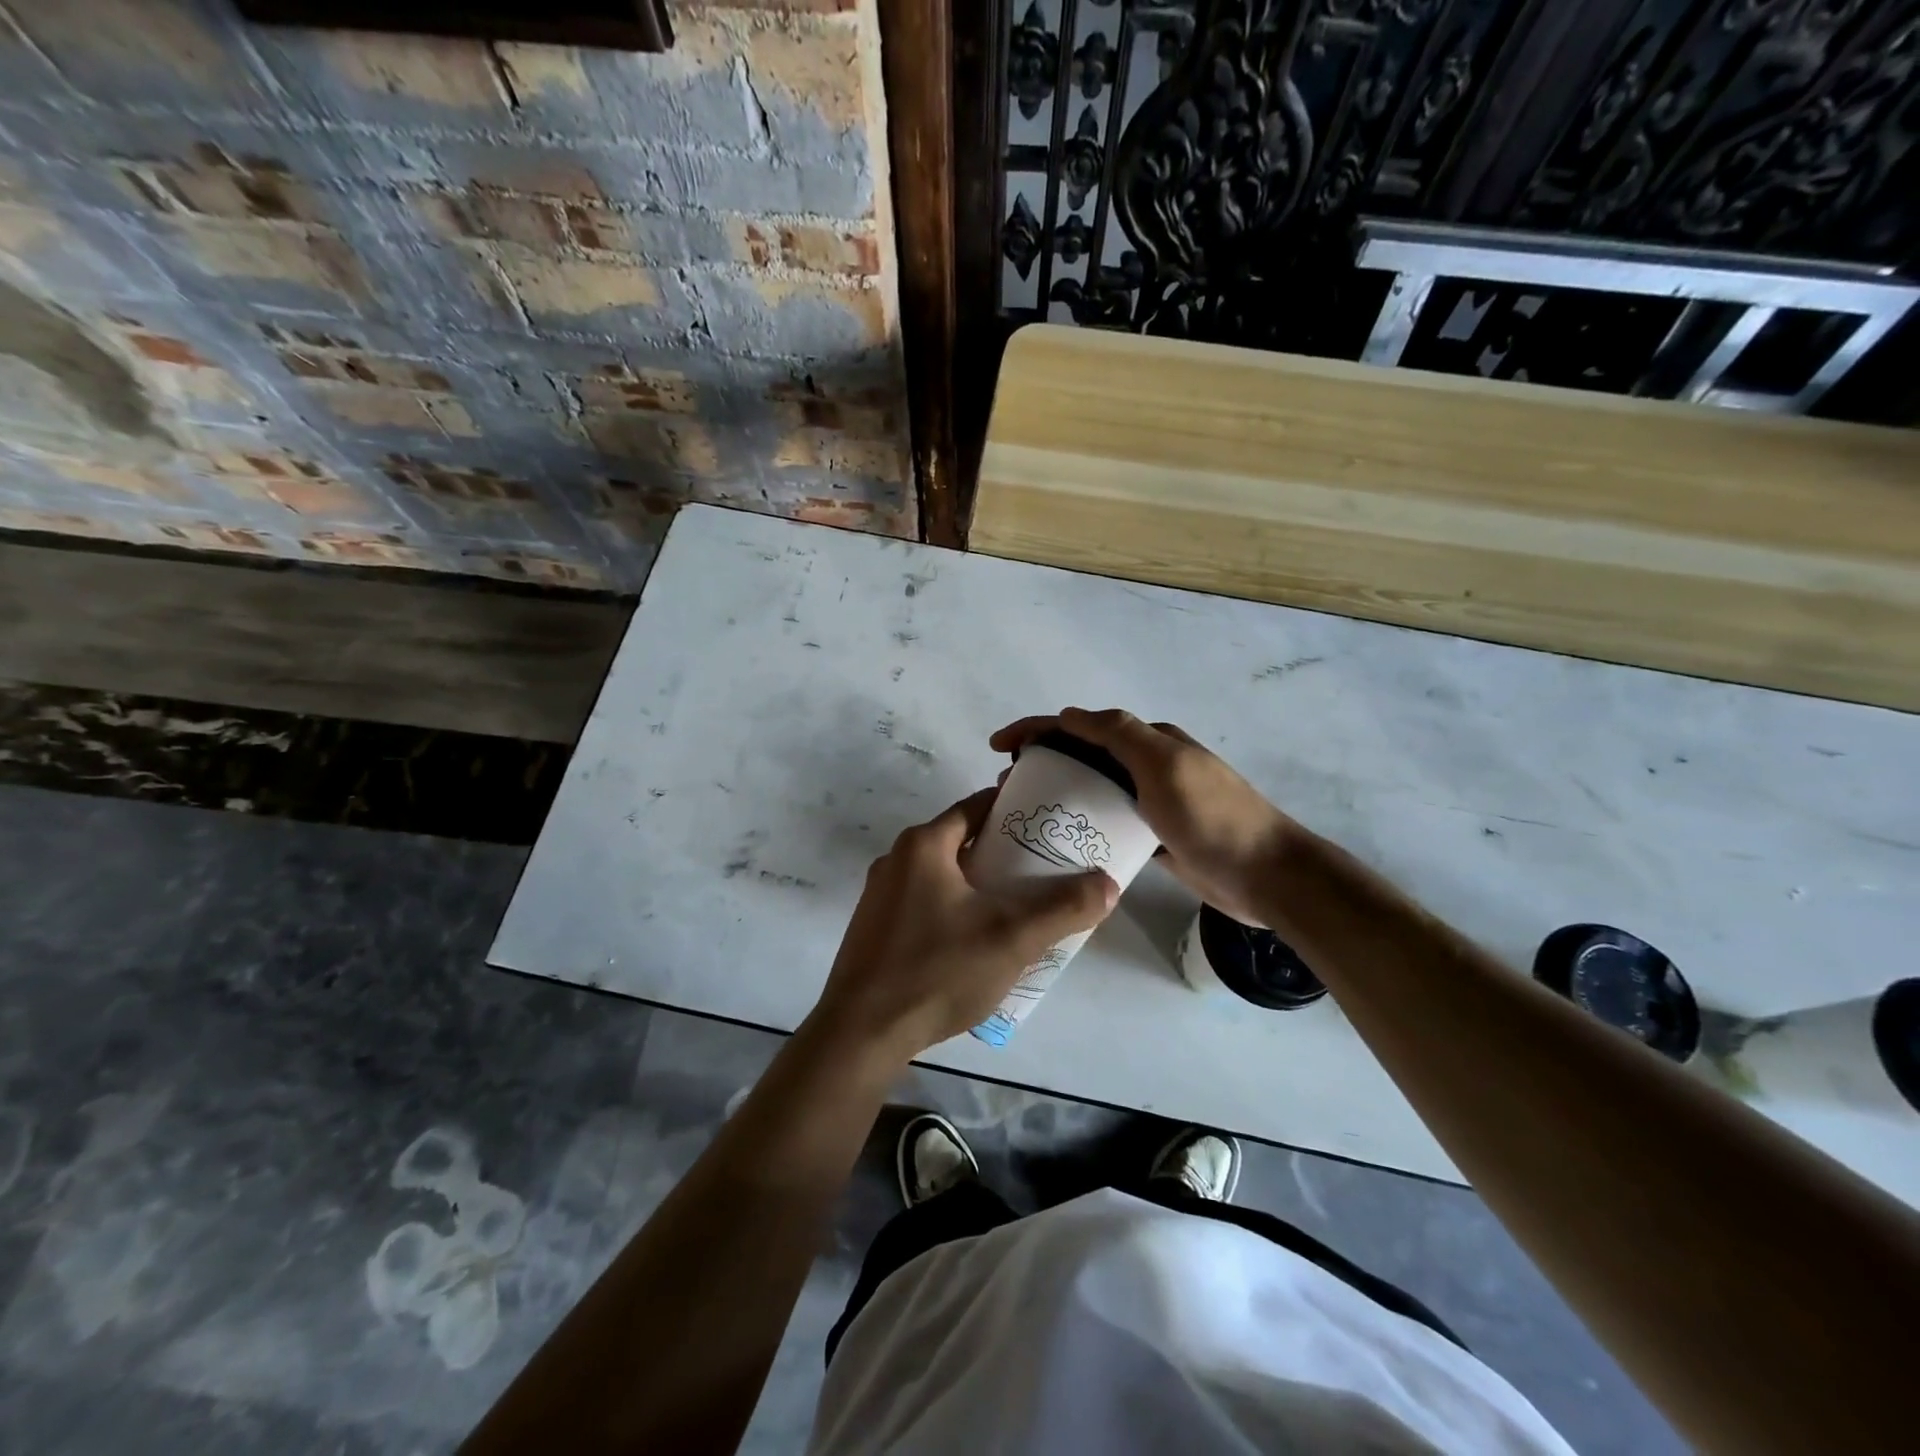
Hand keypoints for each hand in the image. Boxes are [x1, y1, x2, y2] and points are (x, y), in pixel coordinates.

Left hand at [811, 788, 1118, 1062]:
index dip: (1015, 810)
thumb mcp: (1011, 939)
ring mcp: (880, 895)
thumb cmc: (937, 971)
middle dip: (1002, 851)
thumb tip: (1109, 883)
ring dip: (978, 882)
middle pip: (960, 840)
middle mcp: (897, 859)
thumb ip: (1063, 909)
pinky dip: (954, 906)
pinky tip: (977, 939)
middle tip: (1044, 869)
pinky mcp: (874, 928)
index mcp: (924, 845)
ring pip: (942, 874)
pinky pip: (924, 902)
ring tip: (1018, 904)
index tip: (1049, 823)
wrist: (861, 1033)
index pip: (977, 807)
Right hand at [990, 707, 1302, 927]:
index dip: (1037, 729)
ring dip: (1057, 794)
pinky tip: (1060, 842)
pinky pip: (1108, 823)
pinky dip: (1082, 826)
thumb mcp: (1165, 764)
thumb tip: (1069, 714)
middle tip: (1005, 787)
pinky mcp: (1153, 837)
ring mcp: (1151, 802)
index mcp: (1149, 741)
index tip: (998, 745)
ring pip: (1092, 791)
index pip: (1082, 725)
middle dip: (1041, 762)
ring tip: (1023, 814)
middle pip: (1083, 756)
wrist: (1265, 874)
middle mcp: (1148, 765)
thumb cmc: (1212, 816)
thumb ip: (1119, 734)